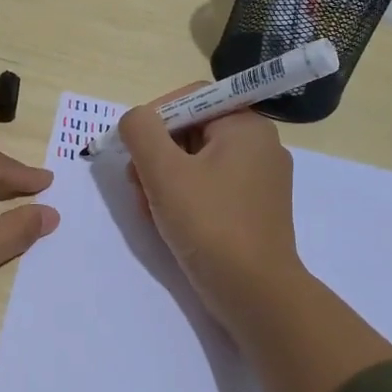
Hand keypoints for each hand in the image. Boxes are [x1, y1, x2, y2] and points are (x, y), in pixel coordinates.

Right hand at [117, 94, 301, 332]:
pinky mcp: (255, 210)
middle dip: (156, 155)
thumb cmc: (209, 224)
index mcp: (247, 126)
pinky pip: (212, 188)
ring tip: (148, 209)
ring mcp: (261, 180)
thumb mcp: (164, 171)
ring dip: (165, 179)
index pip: (191, 99)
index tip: (130, 148)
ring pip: (198, 163)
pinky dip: (185, 198)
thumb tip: (135, 119)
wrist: (255, 293)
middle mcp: (260, 145)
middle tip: (136, 184)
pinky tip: (167, 222)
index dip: (153, 118)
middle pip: (192, 131)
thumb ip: (141, 131)